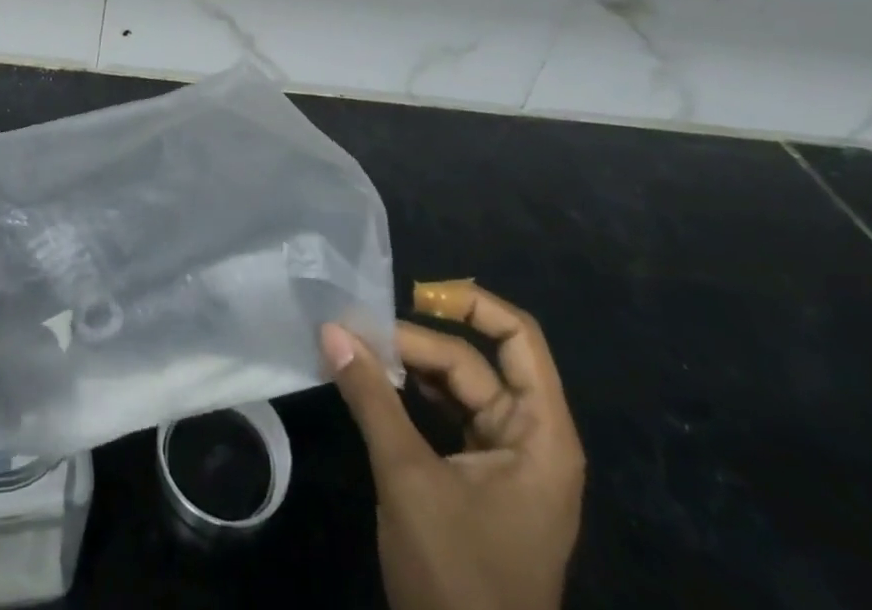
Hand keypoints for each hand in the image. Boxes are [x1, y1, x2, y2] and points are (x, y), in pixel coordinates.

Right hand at [322, 284, 584, 609]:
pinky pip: (449, 419)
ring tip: (359, 354)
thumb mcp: (408, 479)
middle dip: (418, 342)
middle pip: (476, 362)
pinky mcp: (481, 484)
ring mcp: (507, 464)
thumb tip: (331, 328)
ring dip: (411, 367)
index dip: (471, 304)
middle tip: (358, 335)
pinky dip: (413, 398)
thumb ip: (371, 397)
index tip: (414, 293)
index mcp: (541, 435)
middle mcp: (531, 440)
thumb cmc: (458, 578)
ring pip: (458, 388)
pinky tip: (375, 388)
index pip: (518, 338)